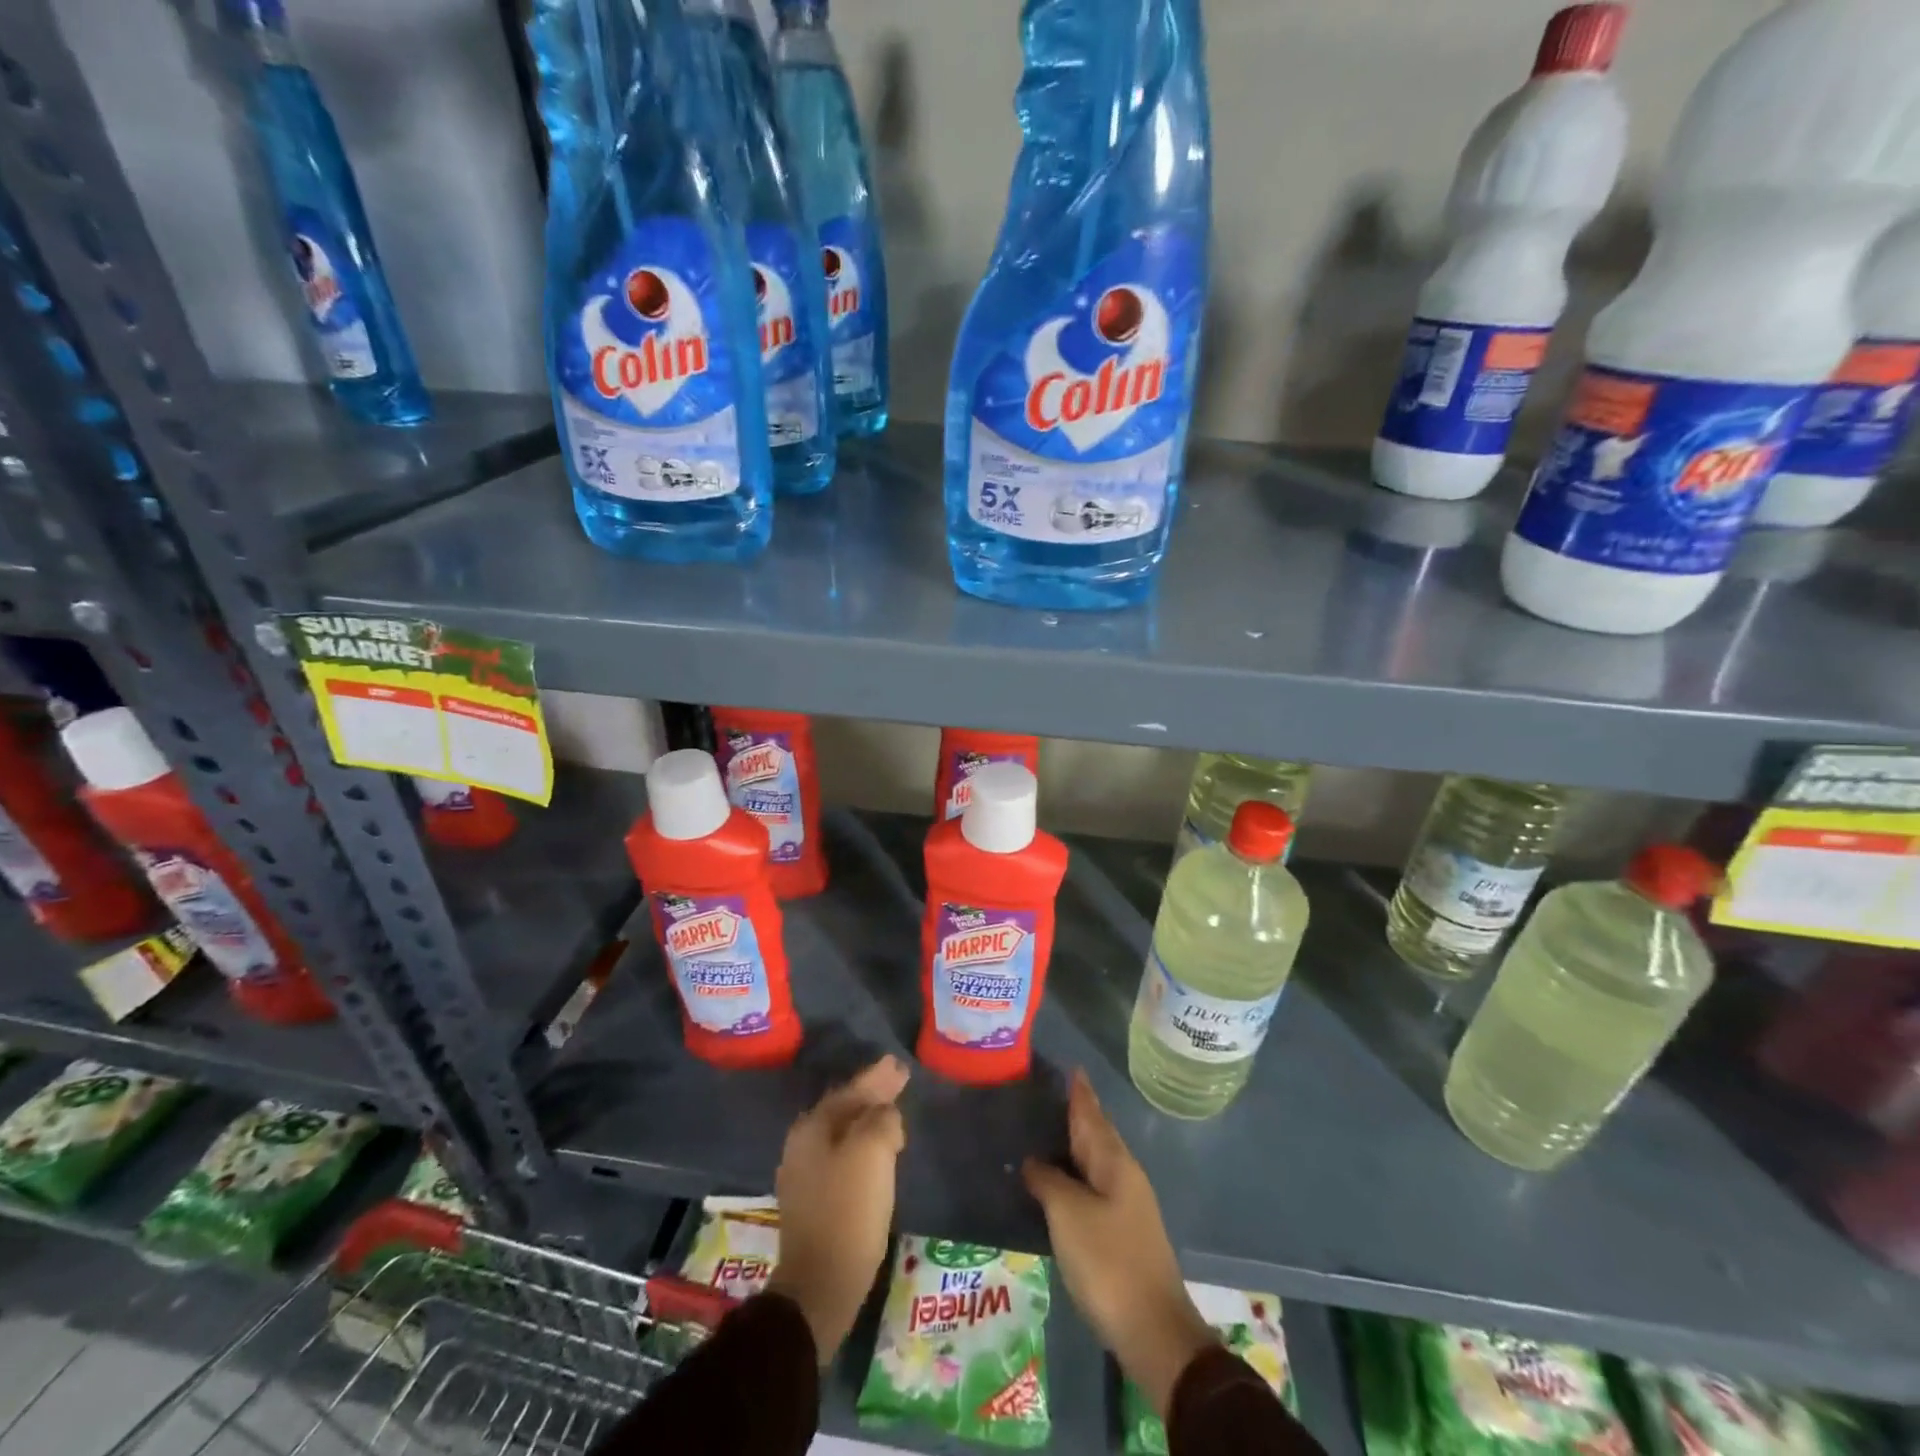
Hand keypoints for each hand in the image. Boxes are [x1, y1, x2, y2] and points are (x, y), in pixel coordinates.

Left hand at [767, 1055, 908, 1362]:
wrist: (821, 1284)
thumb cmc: (849, 1209)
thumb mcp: (873, 1151)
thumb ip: (881, 1119)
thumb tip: (884, 1114)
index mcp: (813, 1127)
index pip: (851, 1090)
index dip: (877, 1077)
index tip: (899, 1065)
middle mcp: (802, 1145)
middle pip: (844, 1110)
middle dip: (872, 1096)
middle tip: (899, 1081)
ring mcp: (805, 1176)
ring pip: (844, 1134)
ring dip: (868, 1122)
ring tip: (892, 1113)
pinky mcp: (814, 1203)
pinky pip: (843, 1159)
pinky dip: (863, 1148)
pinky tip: (879, 1152)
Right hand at [1022, 1069, 1215, 1415]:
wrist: (1152, 1330)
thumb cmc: (1107, 1261)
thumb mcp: (1068, 1214)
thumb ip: (1047, 1180)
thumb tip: (1033, 1161)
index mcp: (1114, 1162)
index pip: (1091, 1115)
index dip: (1080, 1092)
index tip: (1072, 1067)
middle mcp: (1124, 1175)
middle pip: (1098, 1134)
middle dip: (1079, 1113)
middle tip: (1054, 1092)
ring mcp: (1127, 1205)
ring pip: (1097, 1160)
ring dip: (1077, 1143)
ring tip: (1051, 1129)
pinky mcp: (1122, 1232)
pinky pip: (1095, 1185)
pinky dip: (1077, 1172)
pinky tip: (1061, 1179)